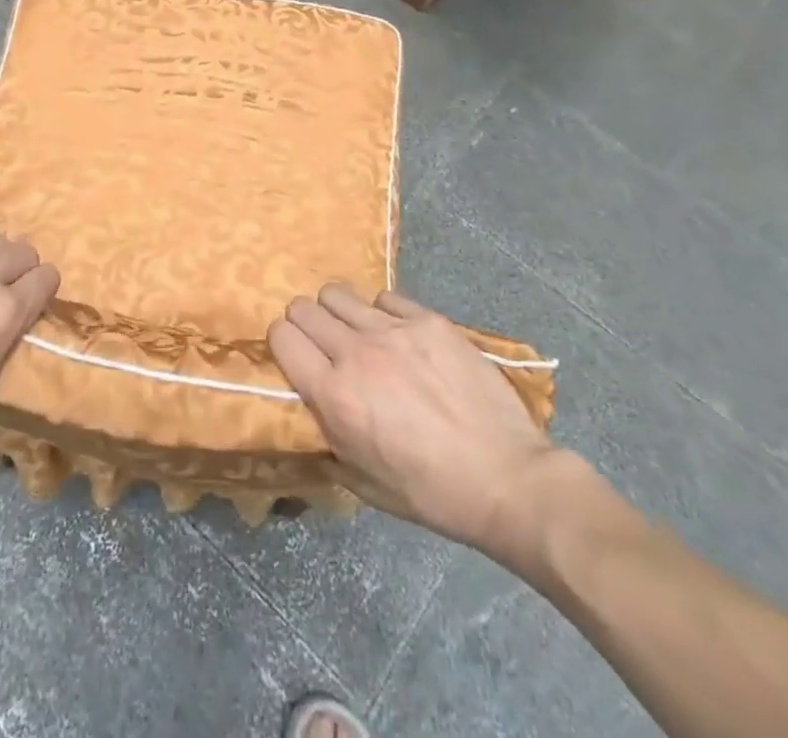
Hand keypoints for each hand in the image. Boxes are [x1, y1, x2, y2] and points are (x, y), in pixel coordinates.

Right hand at [268, 285, 571, 561]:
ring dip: (339, 312)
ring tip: (358, 334)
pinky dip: (382, 314)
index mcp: (335, 395)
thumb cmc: (430, 493)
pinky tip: (400, 337)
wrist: (507, 478)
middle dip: (305, 324)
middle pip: (305, 308)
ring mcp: (394, 331)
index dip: (281, 343)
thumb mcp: (361, 481)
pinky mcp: (429, 320)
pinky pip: (386, 299)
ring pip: (339, 294)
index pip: (281, 337)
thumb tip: (310, 406)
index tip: (293, 356)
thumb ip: (326, 435)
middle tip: (323, 345)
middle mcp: (356, 353)